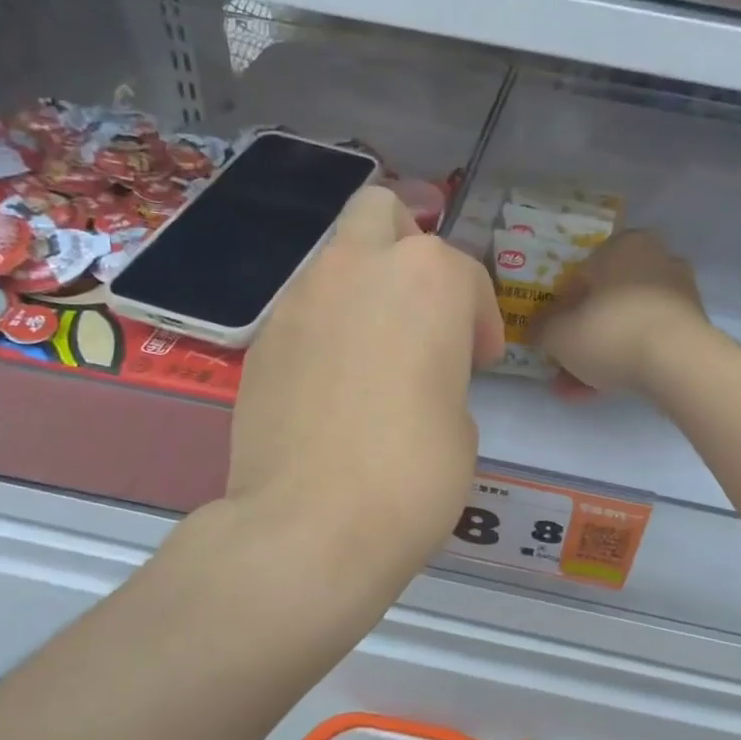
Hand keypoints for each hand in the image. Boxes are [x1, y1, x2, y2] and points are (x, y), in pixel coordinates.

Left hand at [221, 185, 503, 591]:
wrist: (311, 525)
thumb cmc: (414, 473)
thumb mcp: (462, 421)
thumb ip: (443, 373)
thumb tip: (416, 376)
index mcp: (427, 278)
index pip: (465, 274)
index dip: (480, 320)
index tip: (478, 362)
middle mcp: (357, 269)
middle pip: (382, 214)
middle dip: (407, 246)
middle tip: (421, 311)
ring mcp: (298, 299)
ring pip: (335, 260)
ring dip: (362, 290)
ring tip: (374, 356)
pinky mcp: (261, 341)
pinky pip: (303, 312)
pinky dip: (326, 330)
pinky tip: (332, 388)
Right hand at [534, 231, 709, 397]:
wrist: (679, 364)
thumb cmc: (611, 332)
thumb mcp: (559, 333)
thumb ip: (542, 327)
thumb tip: (537, 328)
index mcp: (622, 246)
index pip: (580, 274)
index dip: (559, 308)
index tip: (550, 334)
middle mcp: (655, 260)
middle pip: (605, 302)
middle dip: (581, 337)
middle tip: (562, 365)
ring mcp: (679, 294)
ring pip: (625, 325)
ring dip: (600, 355)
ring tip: (576, 390)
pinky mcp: (693, 327)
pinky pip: (647, 342)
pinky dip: (625, 361)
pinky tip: (602, 391)